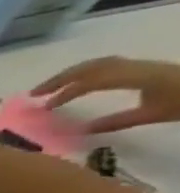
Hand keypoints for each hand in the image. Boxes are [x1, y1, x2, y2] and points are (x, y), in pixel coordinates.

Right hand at [33, 57, 179, 134]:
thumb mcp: (156, 114)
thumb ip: (119, 120)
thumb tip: (82, 128)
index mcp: (139, 76)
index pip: (92, 79)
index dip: (65, 90)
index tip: (43, 105)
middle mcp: (139, 66)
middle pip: (93, 65)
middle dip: (61, 78)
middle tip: (36, 93)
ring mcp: (145, 66)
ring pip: (101, 63)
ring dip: (73, 74)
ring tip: (53, 89)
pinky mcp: (148, 70)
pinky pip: (112, 66)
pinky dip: (89, 74)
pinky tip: (83, 86)